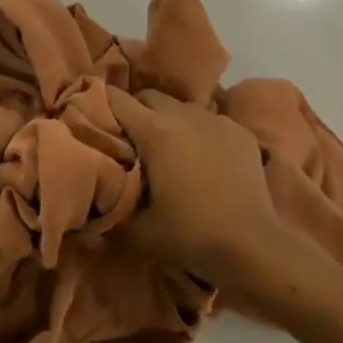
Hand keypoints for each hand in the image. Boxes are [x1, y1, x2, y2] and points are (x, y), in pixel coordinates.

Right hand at [107, 87, 286, 287]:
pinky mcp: (240, 131)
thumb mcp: (139, 230)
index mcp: (154, 130)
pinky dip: (200, 134)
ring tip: (169, 152)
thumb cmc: (191, 234)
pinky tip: (204, 162)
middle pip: (148, 96)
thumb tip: (93, 202)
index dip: (97, 104)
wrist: (253, 246)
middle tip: (130, 141)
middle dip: (135, 112)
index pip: (114, 99)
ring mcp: (216, 120)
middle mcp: (183, 114)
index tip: (89, 118)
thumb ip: (112, 209)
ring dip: (169, 121)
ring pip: (181, 107)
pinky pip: (210, 122)